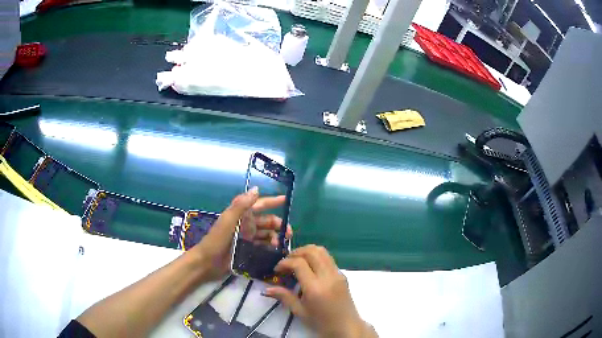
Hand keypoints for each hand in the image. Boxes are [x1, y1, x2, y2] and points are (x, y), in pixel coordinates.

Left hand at [190, 188, 292, 280]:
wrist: (207, 262)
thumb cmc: (216, 240)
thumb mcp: (228, 220)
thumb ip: (241, 205)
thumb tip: (256, 189)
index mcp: (241, 215)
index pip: (259, 205)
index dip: (272, 201)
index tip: (286, 200)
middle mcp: (245, 225)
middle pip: (266, 221)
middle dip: (278, 224)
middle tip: (289, 234)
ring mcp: (246, 239)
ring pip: (266, 235)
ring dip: (275, 237)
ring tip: (281, 245)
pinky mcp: (247, 251)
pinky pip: (262, 247)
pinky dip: (270, 248)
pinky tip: (276, 253)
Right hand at [264, 245, 376, 337]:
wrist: (346, 326)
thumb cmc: (321, 322)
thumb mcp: (300, 312)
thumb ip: (284, 297)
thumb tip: (266, 289)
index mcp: (315, 288)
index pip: (299, 263)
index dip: (285, 262)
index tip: (277, 269)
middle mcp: (328, 276)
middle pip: (312, 251)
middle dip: (296, 252)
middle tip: (286, 262)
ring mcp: (337, 274)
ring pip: (322, 251)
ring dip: (307, 251)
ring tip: (297, 261)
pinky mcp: (343, 275)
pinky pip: (329, 258)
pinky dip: (317, 257)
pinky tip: (310, 268)